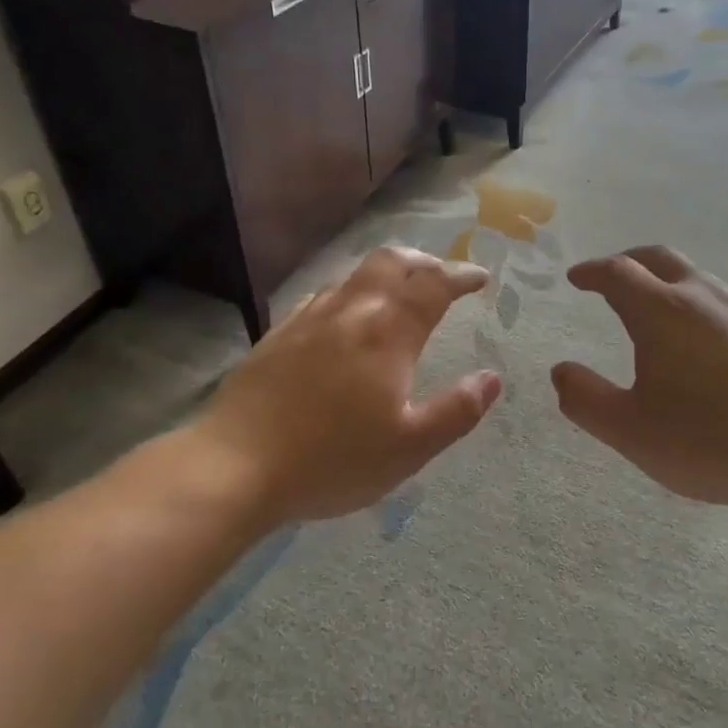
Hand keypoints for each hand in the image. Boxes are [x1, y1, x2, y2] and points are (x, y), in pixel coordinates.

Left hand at [187, 247, 501, 525]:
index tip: (479, 279)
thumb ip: (457, 411)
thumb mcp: (409, 447)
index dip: (461, 276)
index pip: (433, 285)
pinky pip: (322, 296)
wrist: (235, 465)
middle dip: (423, 262)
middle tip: (441, 276)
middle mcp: (350, 311)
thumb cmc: (332, 459)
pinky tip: (343, 317)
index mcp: (387, 333)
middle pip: (391, 262)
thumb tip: (492, 378)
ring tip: (399, 292)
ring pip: (354, 275)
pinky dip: (349, 293)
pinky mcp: (277, 335)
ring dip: (386, 274)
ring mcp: (308, 319)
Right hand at [550, 246, 727, 514]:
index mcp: (661, 312)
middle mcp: (702, 298)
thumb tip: (560, 371)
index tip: (576, 278)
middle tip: (610, 276)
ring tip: (654, 306)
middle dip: (629, 261)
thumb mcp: (630, 430)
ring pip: (697, 277)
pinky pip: (724, 303)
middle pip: (660, 258)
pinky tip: (703, 341)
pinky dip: (698, 304)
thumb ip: (586, 399)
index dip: (592, 272)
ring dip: (667, 280)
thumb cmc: (708, 440)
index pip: (618, 273)